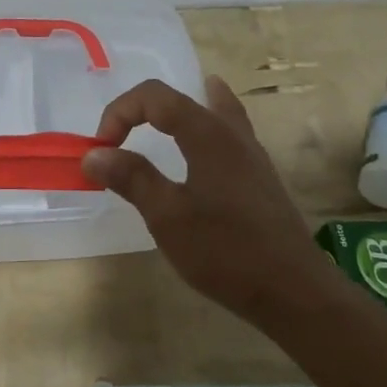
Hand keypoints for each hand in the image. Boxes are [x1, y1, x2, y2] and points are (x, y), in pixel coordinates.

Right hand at [82, 76, 338, 327]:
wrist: (293, 290)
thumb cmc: (225, 251)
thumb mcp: (167, 216)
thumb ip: (131, 177)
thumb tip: (94, 154)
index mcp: (207, 134)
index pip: (154, 97)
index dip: (120, 113)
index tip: (102, 151)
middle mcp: (232, 133)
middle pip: (181, 99)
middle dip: (141, 112)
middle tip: (119, 140)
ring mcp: (251, 154)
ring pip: (212, 110)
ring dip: (176, 113)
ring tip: (159, 117)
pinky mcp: (260, 177)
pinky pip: (228, 132)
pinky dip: (206, 124)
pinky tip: (205, 143)